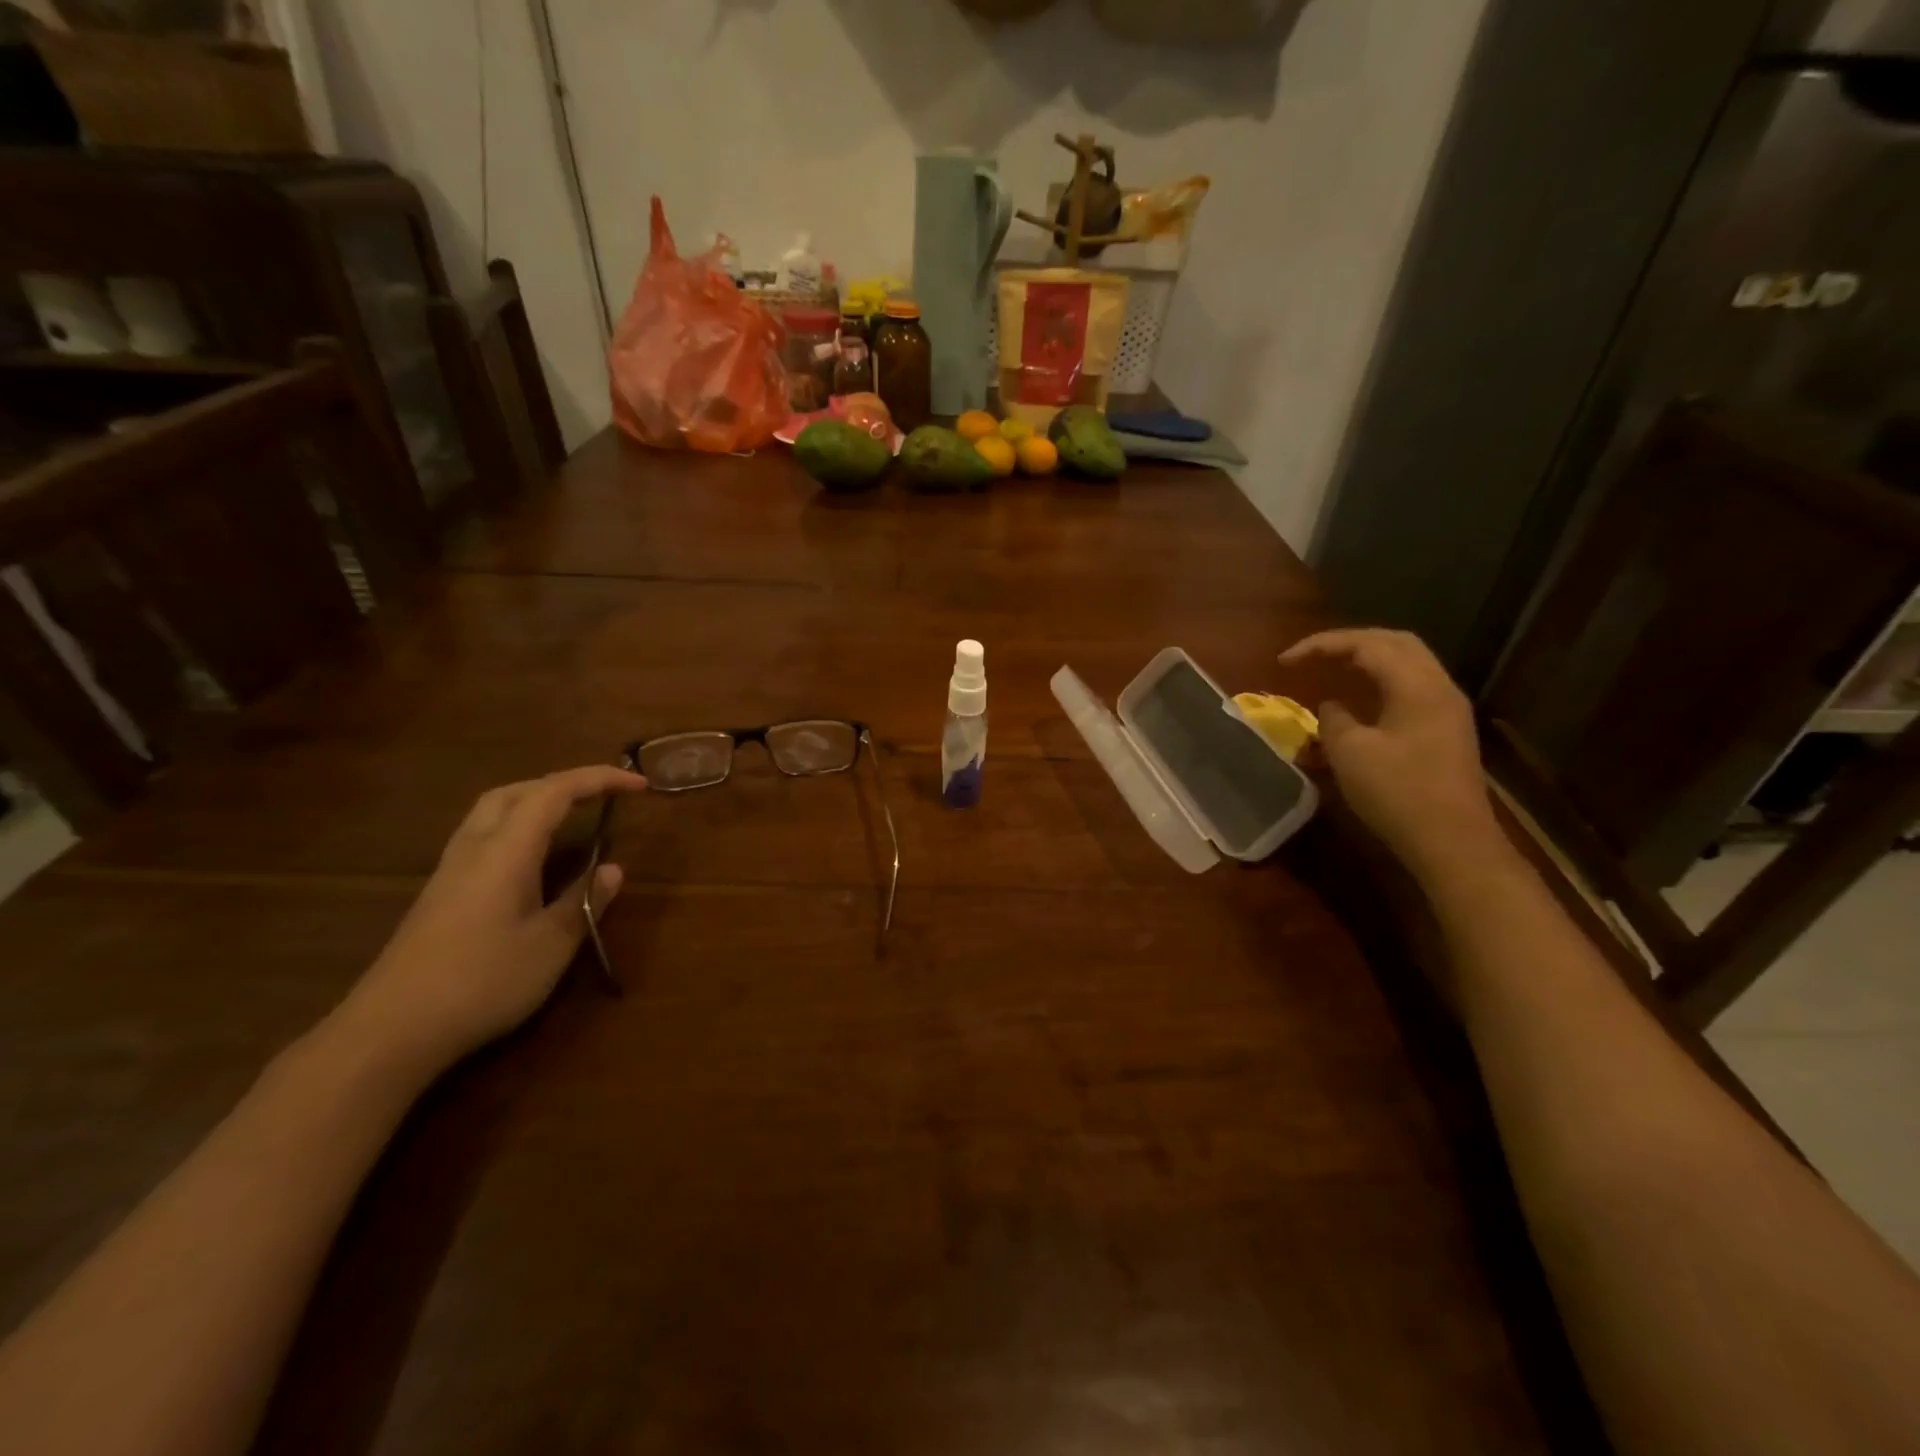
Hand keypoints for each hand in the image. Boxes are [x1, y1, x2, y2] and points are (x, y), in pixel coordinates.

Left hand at [336, 765, 647, 1077]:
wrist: (390, 1030)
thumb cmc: (481, 982)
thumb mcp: (550, 945)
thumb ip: (583, 901)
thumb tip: (613, 869)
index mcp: (506, 850)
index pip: (556, 792)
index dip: (600, 779)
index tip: (639, 784)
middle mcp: (475, 847)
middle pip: (518, 790)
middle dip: (565, 782)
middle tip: (604, 794)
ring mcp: (452, 869)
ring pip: (494, 810)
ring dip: (537, 799)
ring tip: (573, 814)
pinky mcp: (441, 892)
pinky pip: (484, 834)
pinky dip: (518, 825)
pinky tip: (533, 855)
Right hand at [1280, 629, 1502, 880]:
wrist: (1453, 842)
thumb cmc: (1398, 794)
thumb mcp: (1350, 753)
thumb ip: (1334, 719)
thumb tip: (1332, 706)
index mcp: (1416, 685)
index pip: (1366, 645)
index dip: (1321, 645)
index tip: (1284, 661)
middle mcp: (1438, 687)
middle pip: (1395, 643)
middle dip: (1349, 643)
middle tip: (1313, 656)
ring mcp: (1447, 709)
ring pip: (1407, 664)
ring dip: (1368, 660)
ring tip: (1333, 669)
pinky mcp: (1447, 730)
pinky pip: (1412, 687)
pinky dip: (1381, 682)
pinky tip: (1361, 700)